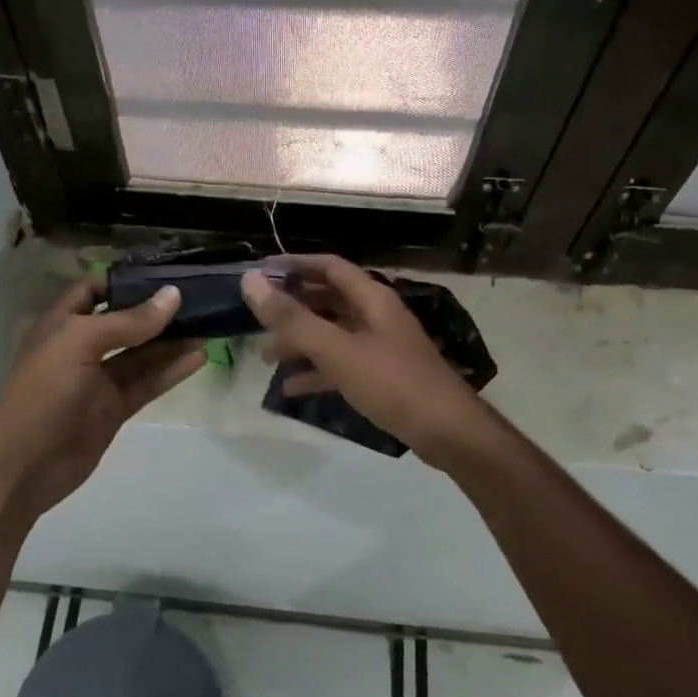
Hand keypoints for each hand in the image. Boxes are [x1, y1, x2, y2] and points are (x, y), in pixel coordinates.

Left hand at [0, 278, 204, 520]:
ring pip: (142, 353)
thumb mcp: (81, 343)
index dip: (125, 280)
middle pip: (125, 321)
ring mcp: (100, 380)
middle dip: (157, 310)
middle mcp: (82, 347)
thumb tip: (173, 295)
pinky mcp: (115, 407)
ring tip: (209, 324)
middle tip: (199, 297)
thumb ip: (129, 322)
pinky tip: (199, 357)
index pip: (94, 290)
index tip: (164, 273)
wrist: (23, 465)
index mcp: (63, 323)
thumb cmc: (44, 392)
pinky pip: (147, 382)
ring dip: (172, 340)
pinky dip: (172, 370)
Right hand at [241, 256, 493, 468]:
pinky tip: (291, 388)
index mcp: (372, 298)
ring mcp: (380, 347)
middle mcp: (376, 316)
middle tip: (257, 319)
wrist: (447, 432)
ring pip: (332, 334)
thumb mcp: (337, 349)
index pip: (329, 267)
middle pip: (328, 300)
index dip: (294, 265)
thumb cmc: (392, 382)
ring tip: (267, 357)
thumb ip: (292, 318)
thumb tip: (250, 281)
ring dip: (300, 342)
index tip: (260, 273)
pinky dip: (317, 371)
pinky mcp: (382, 377)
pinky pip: (341, 365)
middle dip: (293, 308)